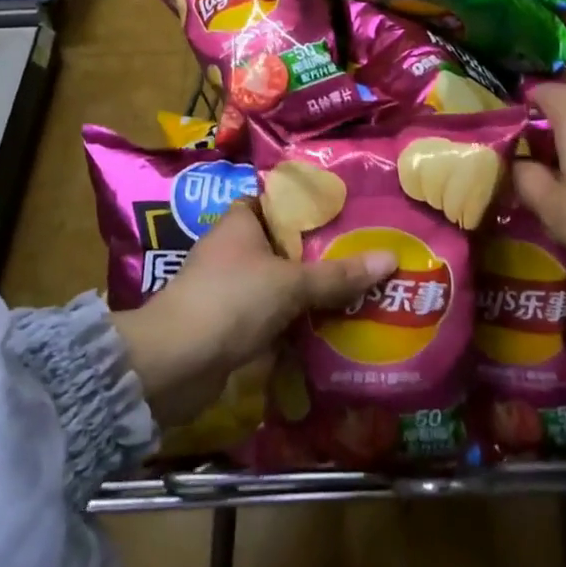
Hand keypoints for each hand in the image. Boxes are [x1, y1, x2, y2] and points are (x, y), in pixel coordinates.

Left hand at [111, 200, 395, 427]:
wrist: (174, 364)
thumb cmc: (231, 301)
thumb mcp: (292, 283)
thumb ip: (339, 274)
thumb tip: (391, 258)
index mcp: (240, 223)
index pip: (276, 201)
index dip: (307, 205)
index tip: (345, 211)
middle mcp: (231, 250)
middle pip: (283, 244)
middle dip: (319, 252)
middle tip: (363, 251)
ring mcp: (227, 288)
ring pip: (278, 282)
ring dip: (308, 290)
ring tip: (356, 288)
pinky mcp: (227, 325)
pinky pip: (270, 315)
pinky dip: (294, 321)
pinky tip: (328, 326)